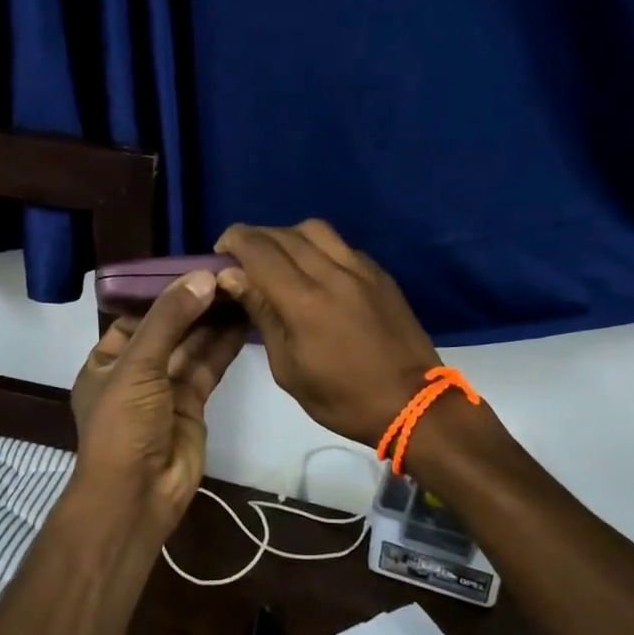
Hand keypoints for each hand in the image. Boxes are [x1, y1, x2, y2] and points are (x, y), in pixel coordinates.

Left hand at [69, 271, 247, 526]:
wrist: (138, 495)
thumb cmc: (123, 426)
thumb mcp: (137, 365)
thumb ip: (169, 320)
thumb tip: (203, 276)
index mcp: (106, 361)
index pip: (135, 317)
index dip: (163, 294)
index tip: (195, 268)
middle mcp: (135, 372)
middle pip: (169, 329)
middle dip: (195, 305)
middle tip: (228, 274)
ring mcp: (165, 389)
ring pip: (193, 346)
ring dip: (214, 321)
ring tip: (242, 289)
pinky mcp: (193, 405)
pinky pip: (209, 367)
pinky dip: (225, 345)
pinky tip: (245, 319)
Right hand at [213, 220, 441, 447]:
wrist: (412, 404)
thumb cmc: (342, 398)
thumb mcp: (288, 369)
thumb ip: (262, 315)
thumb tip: (234, 278)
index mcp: (304, 301)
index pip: (259, 249)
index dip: (233, 241)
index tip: (220, 252)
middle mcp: (332, 273)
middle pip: (284, 234)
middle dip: (256, 237)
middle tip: (242, 258)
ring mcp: (361, 269)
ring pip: (315, 230)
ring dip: (288, 236)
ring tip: (279, 259)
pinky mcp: (380, 274)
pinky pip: (341, 245)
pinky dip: (318, 248)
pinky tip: (315, 271)